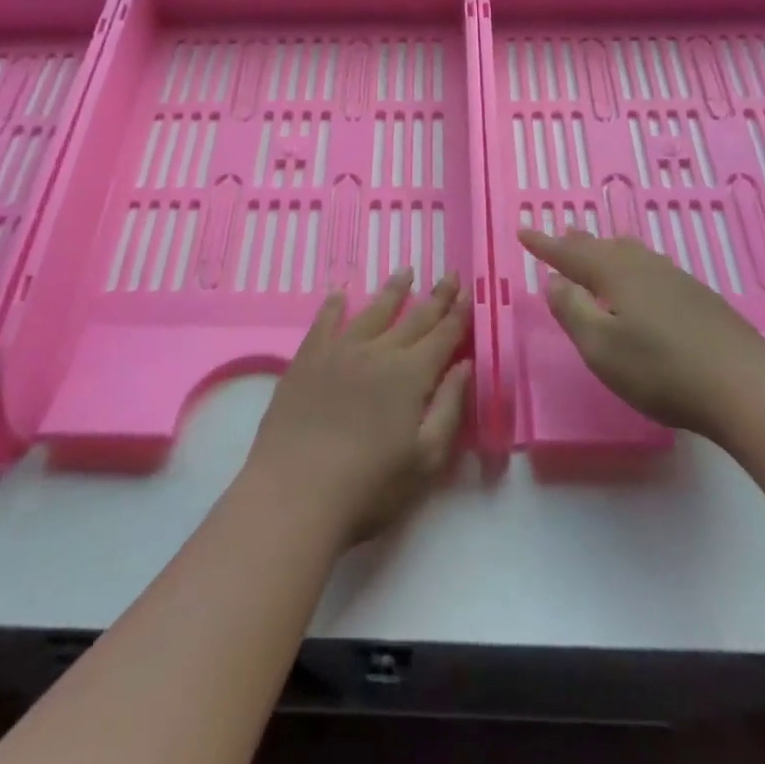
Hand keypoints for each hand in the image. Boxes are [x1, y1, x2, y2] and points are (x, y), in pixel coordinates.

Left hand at [241, 269, 471, 549]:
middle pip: (414, 318)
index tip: (469, 289)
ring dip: (392, 291)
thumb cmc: (370, 486)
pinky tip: (339, 293)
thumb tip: (465, 365)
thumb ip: (449, 407)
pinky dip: (334, 305)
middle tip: (449, 273)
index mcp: (411, 375)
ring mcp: (339, 352)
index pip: (442, 335)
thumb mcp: (426, 458)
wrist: (295, 492)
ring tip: (405, 271)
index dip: (458, 313)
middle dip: (435, 296)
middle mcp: (378, 352)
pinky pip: (324, 322)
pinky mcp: (306, 360)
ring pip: (372, 312)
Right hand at [519, 229, 764, 432]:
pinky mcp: (700, 298)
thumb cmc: (661, 370)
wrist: (745, 386)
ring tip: (598, 248)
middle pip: (603, 247)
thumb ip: (572, 311)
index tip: (524, 230)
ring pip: (632, 254)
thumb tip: (554, 281)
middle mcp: (645, 267)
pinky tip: (643, 280)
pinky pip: (652, 268)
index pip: (570, 254)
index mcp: (616, 274)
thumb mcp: (601, 347)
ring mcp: (676, 280)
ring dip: (607, 250)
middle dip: (577, 243)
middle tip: (561, 234)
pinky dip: (632, 266)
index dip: (544, 245)